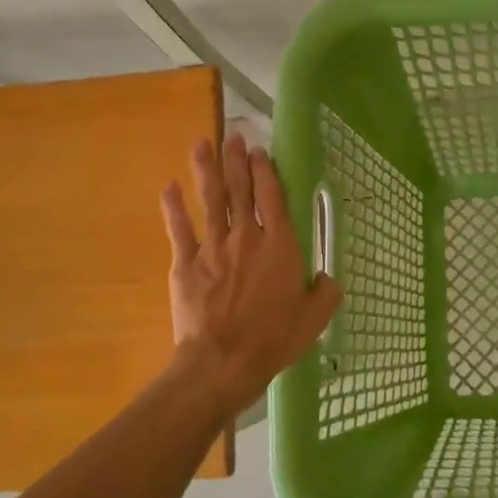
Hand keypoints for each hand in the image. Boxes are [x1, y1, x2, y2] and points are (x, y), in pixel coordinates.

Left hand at [160, 134, 342, 414]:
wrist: (222, 362)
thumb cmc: (274, 338)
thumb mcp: (314, 318)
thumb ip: (325, 292)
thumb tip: (328, 278)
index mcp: (279, 245)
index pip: (272, 197)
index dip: (265, 171)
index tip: (259, 151)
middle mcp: (246, 237)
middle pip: (240, 190)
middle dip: (236, 160)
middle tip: (232, 136)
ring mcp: (212, 248)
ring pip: (210, 201)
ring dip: (206, 171)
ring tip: (201, 144)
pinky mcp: (185, 264)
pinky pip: (179, 229)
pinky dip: (173, 207)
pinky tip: (169, 186)